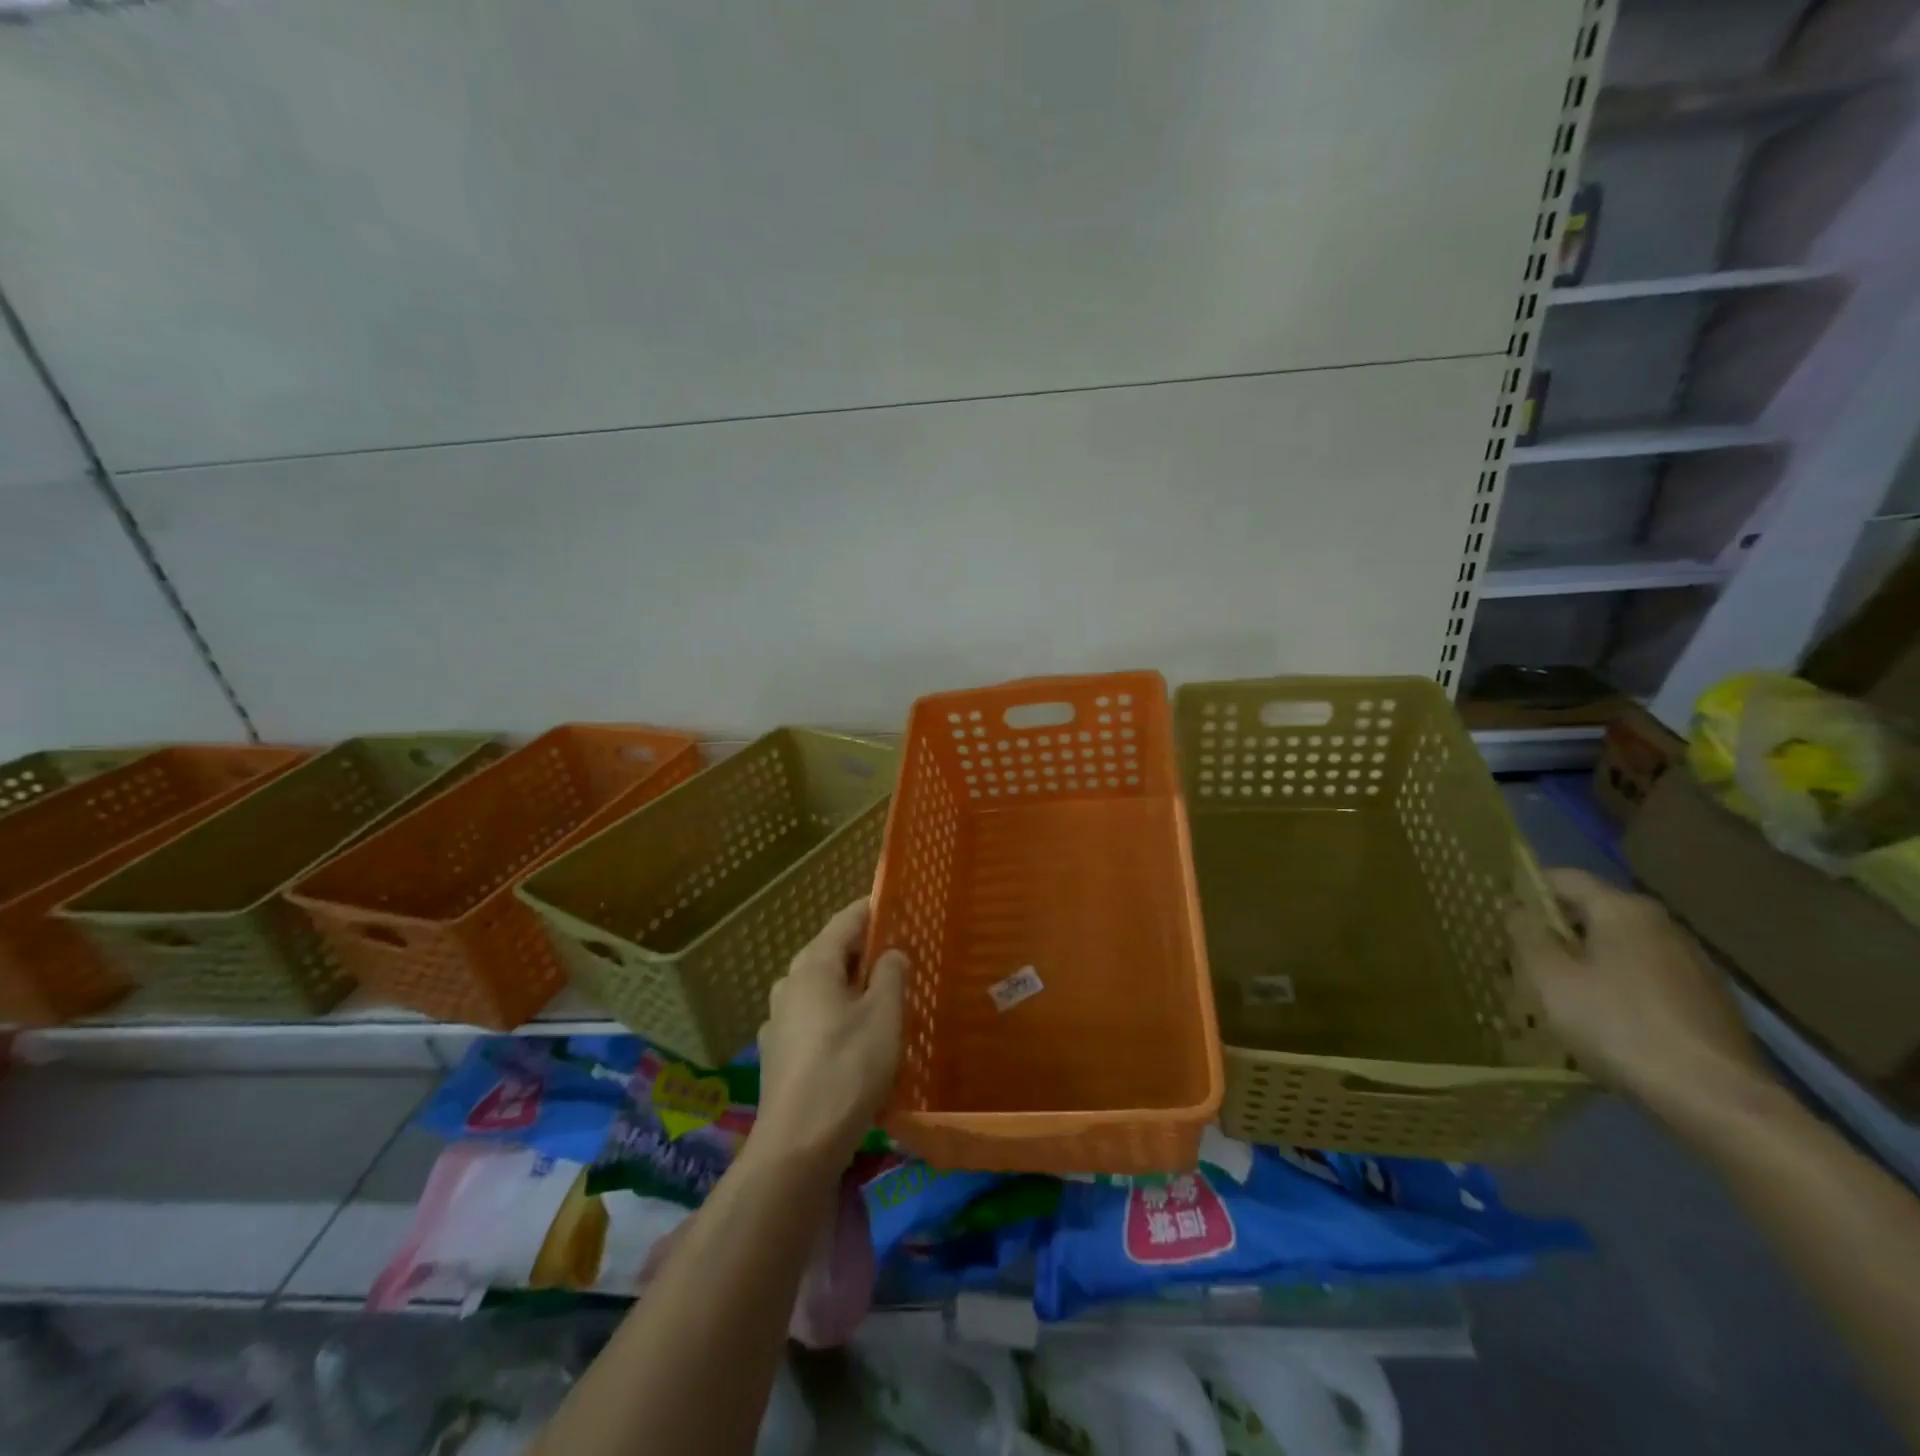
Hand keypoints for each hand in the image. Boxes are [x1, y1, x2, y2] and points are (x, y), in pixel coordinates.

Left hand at [753, 898, 907, 1167]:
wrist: (798, 1145)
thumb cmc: (847, 1069)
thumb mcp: (884, 1016)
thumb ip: (890, 975)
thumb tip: (891, 953)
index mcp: (813, 966)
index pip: (844, 922)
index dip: (871, 910)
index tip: (895, 904)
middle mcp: (789, 985)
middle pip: (830, 954)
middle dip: (863, 951)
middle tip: (899, 955)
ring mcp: (779, 1021)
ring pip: (821, 989)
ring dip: (850, 987)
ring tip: (883, 999)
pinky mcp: (779, 1054)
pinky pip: (813, 1019)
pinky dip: (836, 1017)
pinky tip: (856, 1040)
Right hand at [1509, 868, 1770, 1125]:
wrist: (1715, 1099)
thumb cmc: (1618, 1025)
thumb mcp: (1550, 978)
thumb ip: (1527, 935)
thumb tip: (1518, 911)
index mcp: (1624, 910)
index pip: (1563, 878)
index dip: (1525, 890)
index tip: (1498, 915)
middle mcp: (1662, 926)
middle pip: (1592, 913)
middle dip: (1552, 931)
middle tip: (1516, 957)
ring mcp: (1692, 964)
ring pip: (1618, 947)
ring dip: (1583, 960)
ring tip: (1552, 991)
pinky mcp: (1706, 1001)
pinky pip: (1643, 977)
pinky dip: (1614, 986)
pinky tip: (1599, 1018)